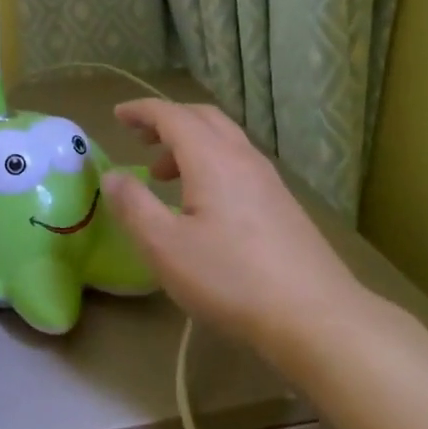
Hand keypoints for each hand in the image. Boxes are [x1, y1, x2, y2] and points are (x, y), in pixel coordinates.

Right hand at [101, 99, 369, 352]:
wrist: (316, 316)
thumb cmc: (230, 278)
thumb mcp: (164, 246)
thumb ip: (133, 205)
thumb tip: (111, 175)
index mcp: (212, 159)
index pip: (172, 115)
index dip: (142, 111)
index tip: (117, 115)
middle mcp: (243, 158)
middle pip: (203, 118)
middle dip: (167, 121)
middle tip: (139, 138)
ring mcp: (269, 181)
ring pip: (225, 141)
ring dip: (189, 144)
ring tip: (163, 175)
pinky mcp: (283, 205)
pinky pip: (239, 164)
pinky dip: (210, 164)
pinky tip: (203, 203)